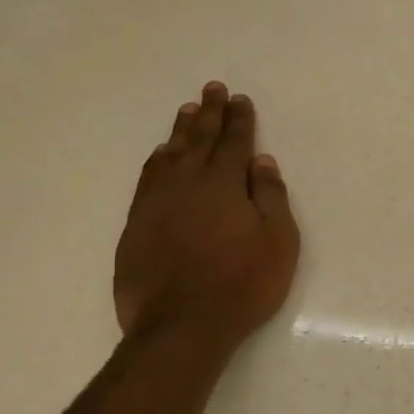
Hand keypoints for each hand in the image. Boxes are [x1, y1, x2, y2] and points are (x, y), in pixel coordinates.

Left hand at [114, 82, 300, 351]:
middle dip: (209, 113)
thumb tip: (261, 162)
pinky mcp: (136, 224)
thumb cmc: (242, 284)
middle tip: (212, 89)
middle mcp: (186, 183)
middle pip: (199, 139)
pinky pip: (147, 178)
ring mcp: (156, 202)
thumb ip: (270, 198)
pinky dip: (156, 160)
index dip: (239, 119)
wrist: (181, 325)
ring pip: (169, 155)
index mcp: (223, 184)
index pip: (234, 142)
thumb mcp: (278, 242)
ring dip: (180, 131)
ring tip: (187, 111)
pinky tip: (160, 156)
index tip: (239, 99)